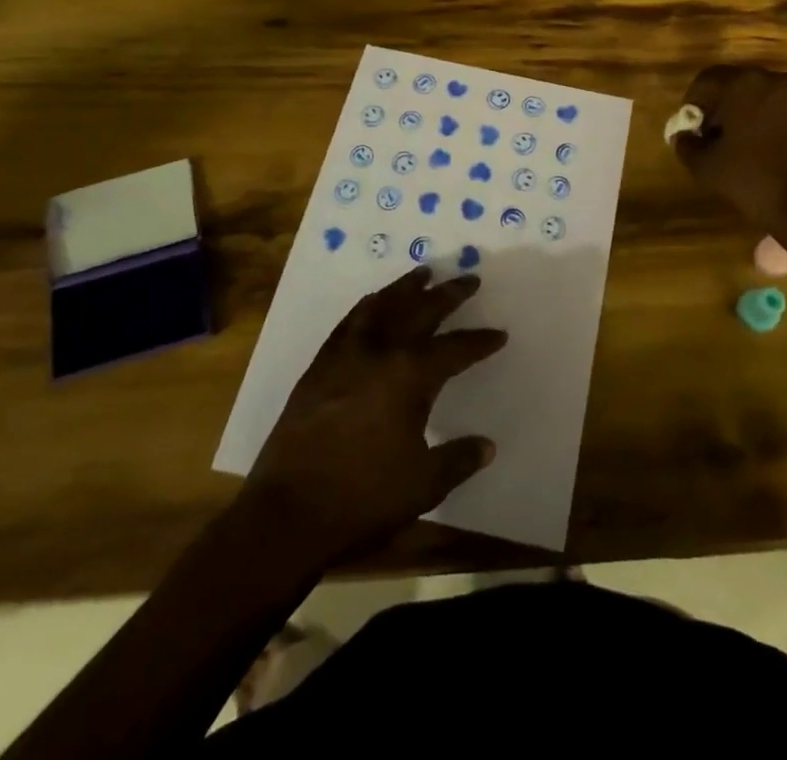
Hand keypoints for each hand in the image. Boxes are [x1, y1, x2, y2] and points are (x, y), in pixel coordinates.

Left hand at [242, 268, 506, 560]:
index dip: (480, 342)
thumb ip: (458, 459)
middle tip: (469, 279)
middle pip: (421, 311)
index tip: (499, 334)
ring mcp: (346, 355)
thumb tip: (487, 445)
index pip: (455, 349)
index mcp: (411, 376)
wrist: (287, 512)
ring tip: (423, 273)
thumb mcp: (424, 485)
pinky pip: (350, 322)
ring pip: (382, 306)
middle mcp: (381, 352)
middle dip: (449, 295)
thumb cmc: (363, 498)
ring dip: (406, 288)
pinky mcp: (319, 366)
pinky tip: (373, 303)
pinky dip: (368, 306)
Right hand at [671, 64, 786, 234]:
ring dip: (742, 116)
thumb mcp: (707, 167)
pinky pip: (779, 110)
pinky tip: (761, 152)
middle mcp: (772, 80)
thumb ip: (687, 145)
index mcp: (743, 84)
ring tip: (736, 148)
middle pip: (733, 85)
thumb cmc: (756, 180)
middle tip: (709, 138)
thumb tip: (684, 136)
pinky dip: (764, 123)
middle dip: (717, 108)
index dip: (691, 104)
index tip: (689, 131)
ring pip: (758, 97)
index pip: (705, 80)